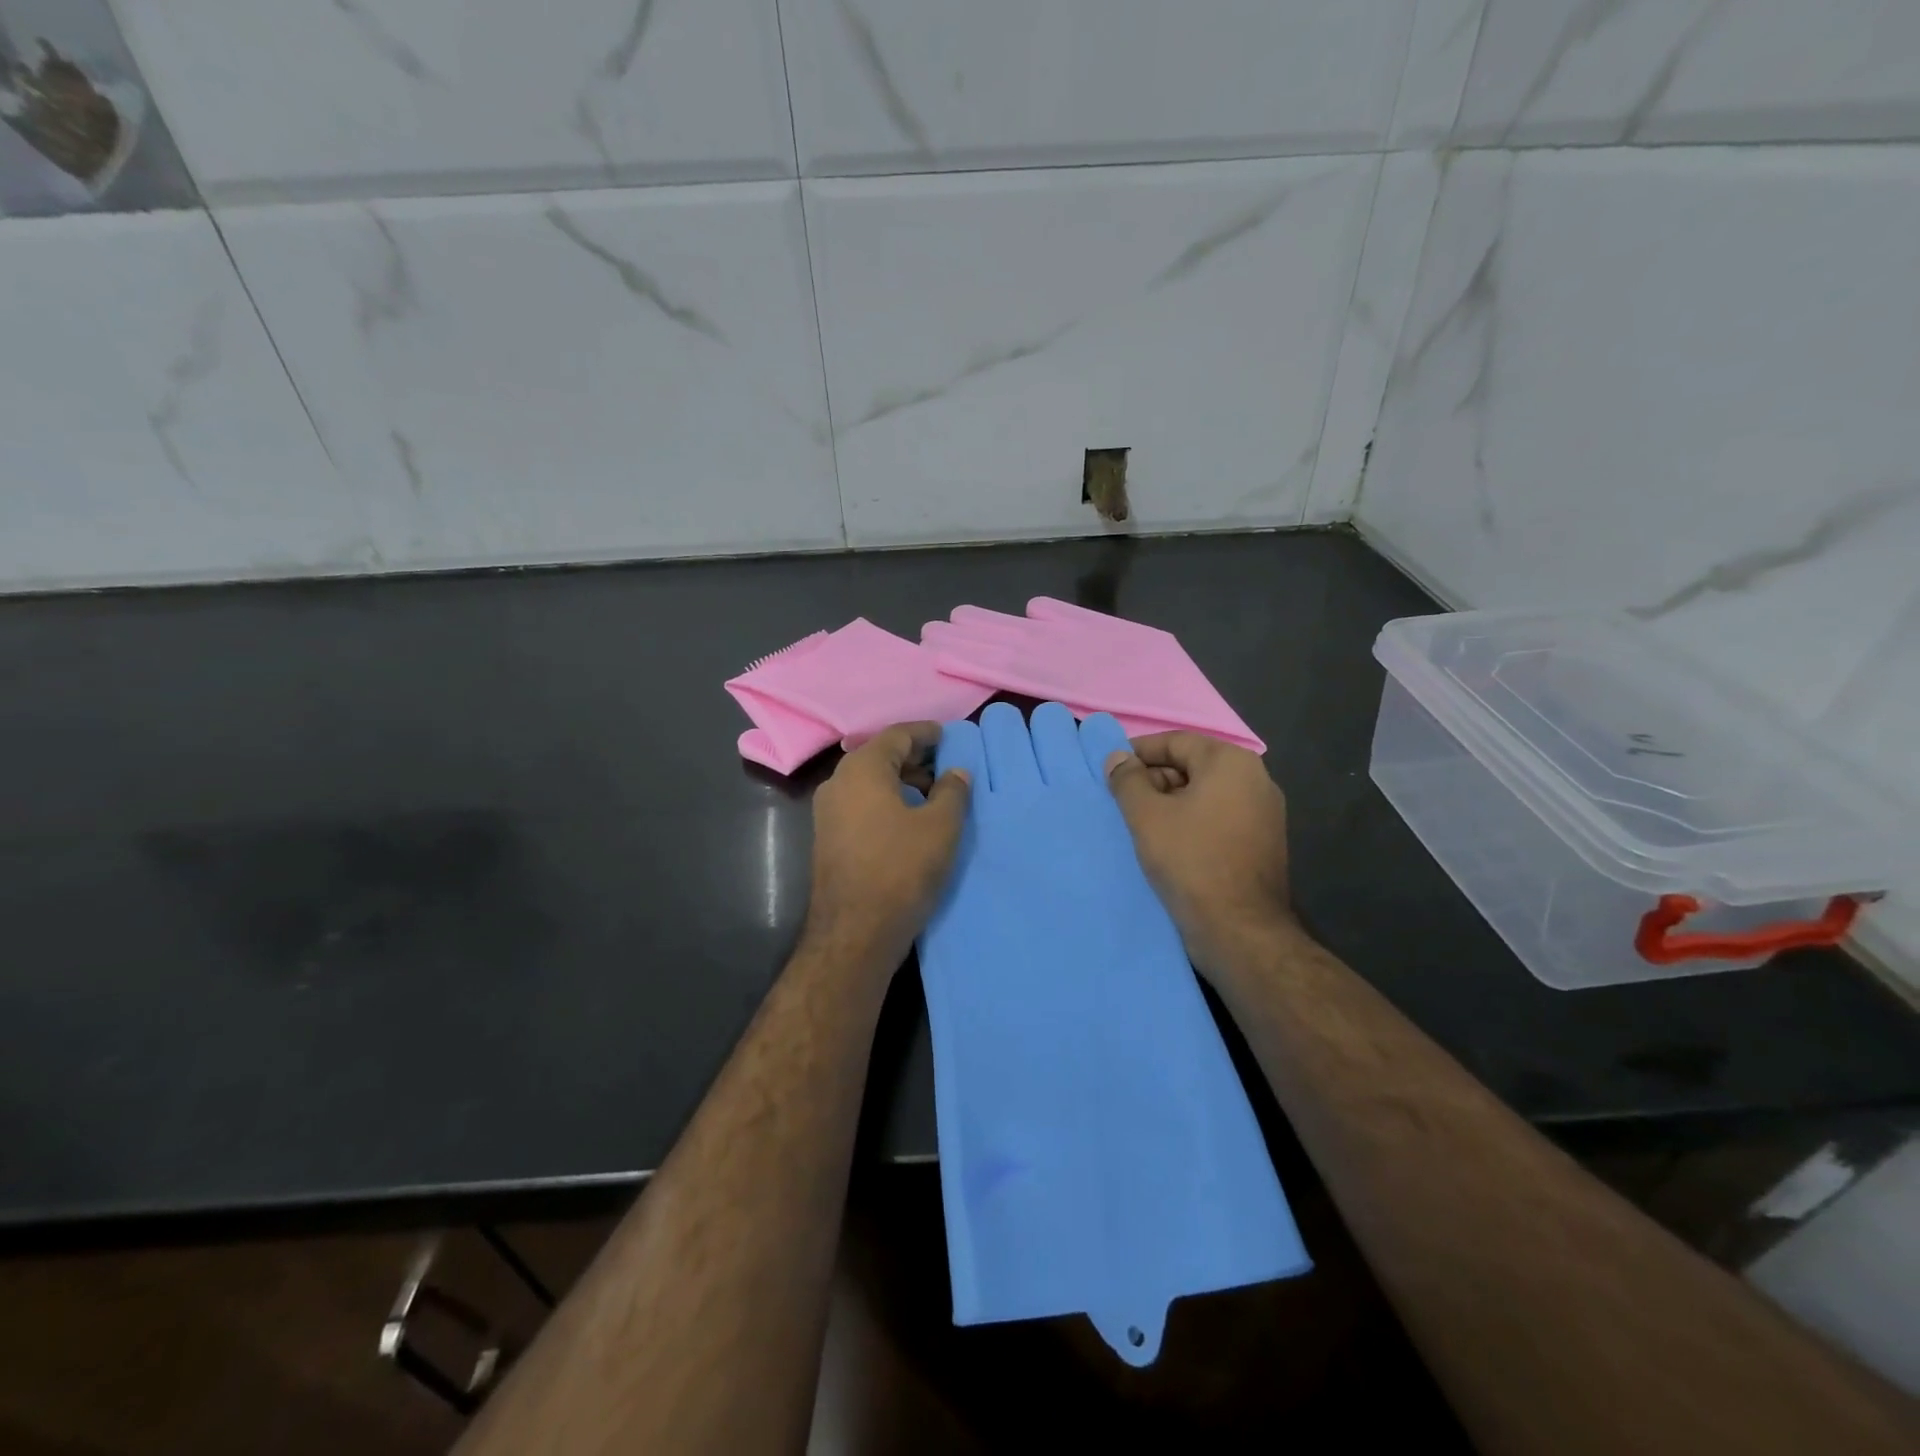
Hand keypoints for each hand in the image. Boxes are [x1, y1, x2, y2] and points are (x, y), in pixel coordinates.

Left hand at [804, 722, 970, 973]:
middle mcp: (838, 783)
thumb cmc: (901, 870)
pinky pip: (861, 804)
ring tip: (934, 795)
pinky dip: (886, 801)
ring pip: (869, 782)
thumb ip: (952, 792)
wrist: (854, 933)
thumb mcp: (940, 828)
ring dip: (901, 781)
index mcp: (862, 770)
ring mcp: (828, 812)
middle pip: (879, 756)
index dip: (925, 733)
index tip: (948, 735)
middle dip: (914, 758)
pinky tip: (910, 819)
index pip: (896, 735)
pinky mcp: (828, 838)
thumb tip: (956, 772)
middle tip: (946, 766)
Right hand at [1103, 732, 1294, 978]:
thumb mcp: (1146, 816)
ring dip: (1170, 803)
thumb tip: (1117, 758)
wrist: (1240, 929)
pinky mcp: (1262, 842)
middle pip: (1192, 765)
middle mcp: (1255, 779)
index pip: (1175, 741)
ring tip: (1140, 825)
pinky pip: (1219, 818)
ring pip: (1205, 794)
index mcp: (1230, 762)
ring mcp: (1264, 813)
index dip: (1138, 753)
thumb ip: (1128, 779)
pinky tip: (1167, 844)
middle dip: (1154, 779)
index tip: (1111, 771)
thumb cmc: (1190, 861)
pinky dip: (1191, 822)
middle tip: (1122, 803)